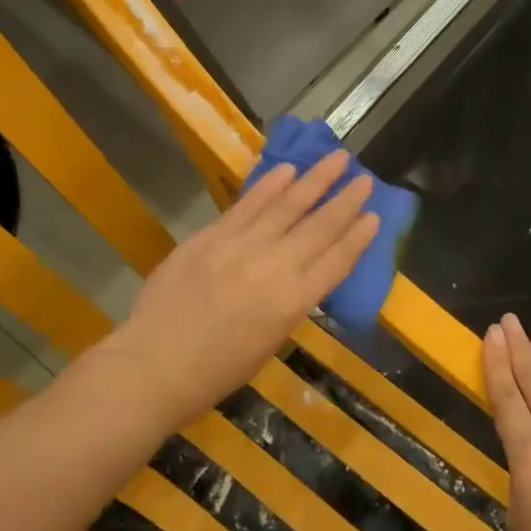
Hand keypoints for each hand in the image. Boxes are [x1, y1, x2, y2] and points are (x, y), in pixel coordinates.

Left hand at [103, 150, 377, 426]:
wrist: (155, 364)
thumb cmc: (216, 371)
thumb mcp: (269, 343)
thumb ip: (288, 305)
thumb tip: (298, 276)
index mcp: (293, 302)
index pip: (337, 261)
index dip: (359, 237)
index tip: (375, 215)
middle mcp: (274, 267)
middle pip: (318, 227)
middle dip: (346, 201)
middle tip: (365, 178)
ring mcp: (240, 246)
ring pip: (286, 205)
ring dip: (314, 180)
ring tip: (337, 158)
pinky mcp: (211, 236)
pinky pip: (247, 205)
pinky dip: (269, 186)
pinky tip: (287, 170)